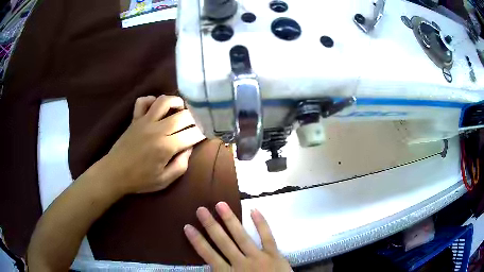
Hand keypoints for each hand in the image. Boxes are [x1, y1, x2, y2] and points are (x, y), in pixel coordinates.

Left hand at [100, 95, 204, 194]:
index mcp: (167, 147)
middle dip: (196, 118)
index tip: (206, 134)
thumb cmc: (140, 180)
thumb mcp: (164, 181)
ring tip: (181, 109)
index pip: (193, 134)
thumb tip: (189, 148)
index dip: (203, 133)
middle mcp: (158, 129)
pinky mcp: (135, 119)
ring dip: (176, 102)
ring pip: (164, 101)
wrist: (115, 173)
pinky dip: (151, 100)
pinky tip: (156, 107)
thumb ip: (181, 165)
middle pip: (183, 115)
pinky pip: (143, 101)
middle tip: (198, 123)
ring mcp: (145, 121)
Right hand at [184, 202, 291, 271]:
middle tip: (201, 209)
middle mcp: (241, 263)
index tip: (187, 227)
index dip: (197, 241)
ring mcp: (258, 257)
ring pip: (241, 236)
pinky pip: (267, 237)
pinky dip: (261, 224)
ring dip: (230, 220)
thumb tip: (207, 266)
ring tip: (220, 204)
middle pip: (223, 242)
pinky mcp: (274, 254)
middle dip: (211, 226)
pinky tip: (254, 210)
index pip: (209, 256)